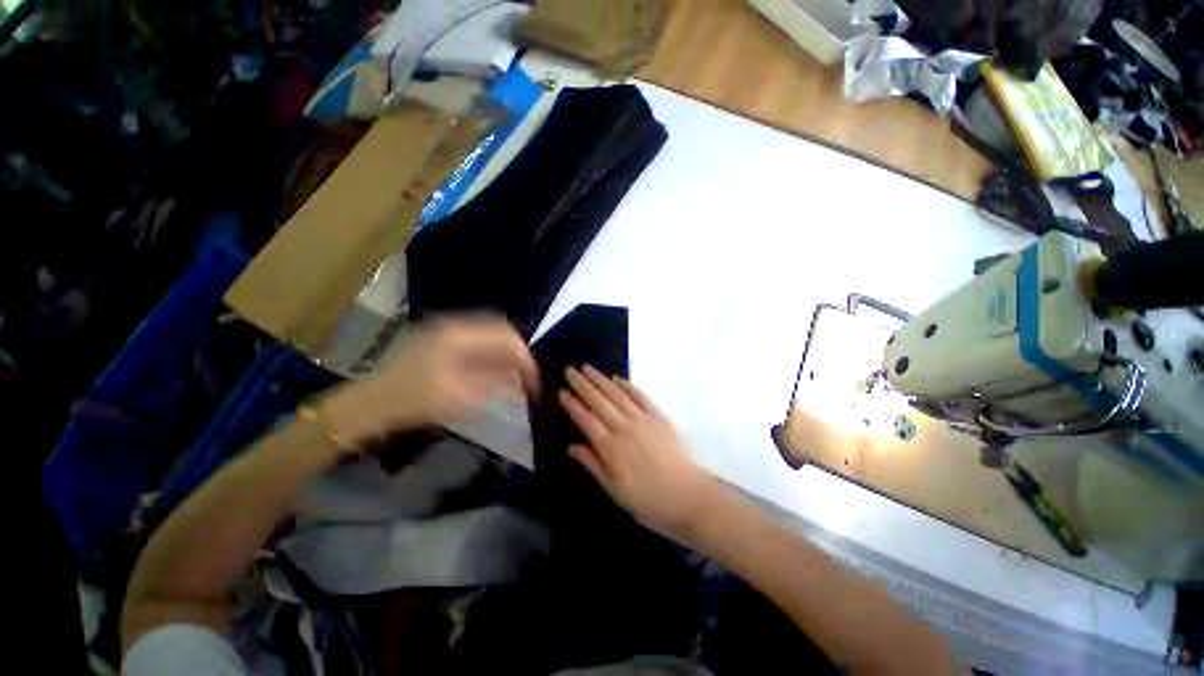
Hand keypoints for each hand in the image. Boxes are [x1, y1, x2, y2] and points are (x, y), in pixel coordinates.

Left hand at [322, 316, 537, 446]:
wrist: (368, 405)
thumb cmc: (411, 401)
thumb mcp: (456, 398)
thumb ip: (493, 387)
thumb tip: (519, 383)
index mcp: (459, 336)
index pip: (506, 337)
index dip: (525, 358)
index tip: (534, 381)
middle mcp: (456, 327)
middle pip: (500, 331)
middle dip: (518, 354)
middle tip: (527, 377)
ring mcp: (447, 333)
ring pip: (490, 336)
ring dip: (506, 355)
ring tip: (516, 378)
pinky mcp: (442, 343)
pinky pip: (478, 344)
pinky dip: (492, 357)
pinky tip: (496, 375)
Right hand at [559, 365, 723, 540]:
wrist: (687, 494)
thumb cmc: (646, 498)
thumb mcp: (613, 489)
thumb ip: (592, 464)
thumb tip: (571, 447)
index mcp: (610, 447)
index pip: (586, 419)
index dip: (573, 405)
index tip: (561, 391)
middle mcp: (624, 427)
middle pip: (599, 402)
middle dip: (582, 384)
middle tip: (570, 370)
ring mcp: (642, 419)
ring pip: (617, 395)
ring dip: (601, 380)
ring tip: (587, 368)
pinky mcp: (658, 417)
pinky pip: (640, 397)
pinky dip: (628, 386)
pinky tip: (618, 378)